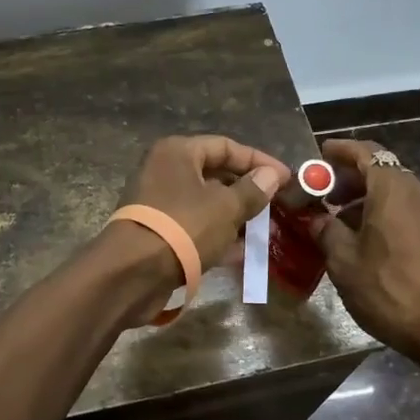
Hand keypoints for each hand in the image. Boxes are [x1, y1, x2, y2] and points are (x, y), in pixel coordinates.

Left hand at [116, 135, 289, 271]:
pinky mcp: (159, 232)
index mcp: (178, 152)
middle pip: (216, 175)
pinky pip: (195, 227)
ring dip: (236, 217)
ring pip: (207, 204)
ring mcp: (159, 203)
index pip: (226, 146)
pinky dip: (218, 236)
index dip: (259, 161)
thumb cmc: (183, 227)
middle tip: (278, 207)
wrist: (132, 273)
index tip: (286, 179)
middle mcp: (165, 171)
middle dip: (249, 192)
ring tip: (266, 234)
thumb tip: (271, 175)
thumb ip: (252, 190)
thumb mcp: (226, 207)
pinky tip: (243, 253)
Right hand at [311, 138, 419, 367]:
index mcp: (392, 189)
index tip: (320, 155)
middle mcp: (417, 192)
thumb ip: (326, 230)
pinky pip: (407, 209)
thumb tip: (316, 218)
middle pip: (382, 169)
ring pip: (395, 191)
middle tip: (324, 193)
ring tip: (340, 221)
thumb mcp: (343, 260)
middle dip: (351, 176)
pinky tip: (367, 239)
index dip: (340, 150)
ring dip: (367, 197)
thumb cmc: (388, 288)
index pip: (365, 152)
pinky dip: (384, 212)